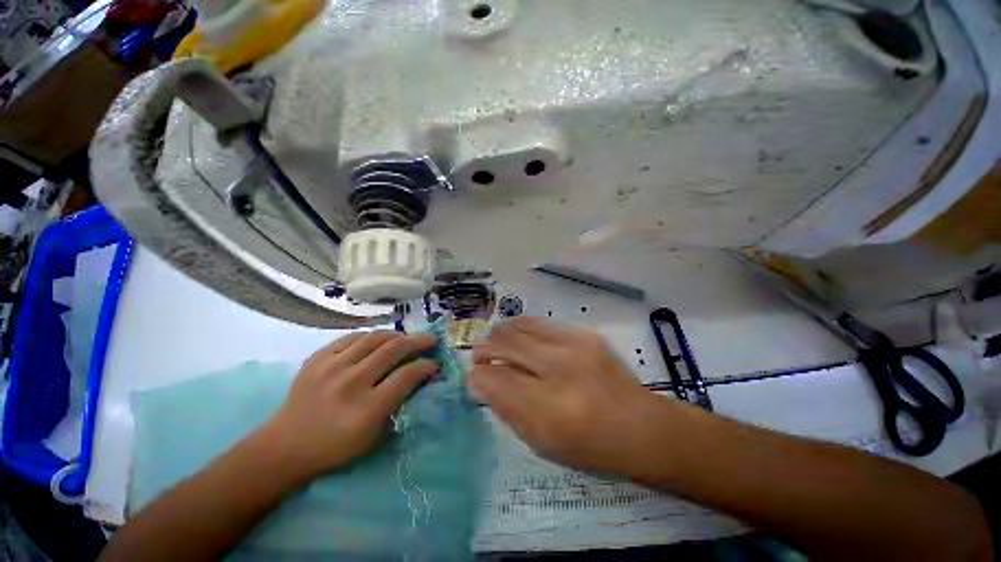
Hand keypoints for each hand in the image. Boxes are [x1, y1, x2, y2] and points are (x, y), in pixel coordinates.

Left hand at [262, 331, 438, 481]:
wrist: (285, 446)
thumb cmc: (335, 448)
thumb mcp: (374, 436)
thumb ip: (399, 404)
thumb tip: (419, 377)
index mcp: (366, 410)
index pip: (407, 375)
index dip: (426, 366)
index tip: (435, 364)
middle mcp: (350, 383)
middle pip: (393, 349)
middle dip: (418, 341)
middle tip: (430, 340)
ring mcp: (331, 367)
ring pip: (374, 337)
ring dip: (397, 335)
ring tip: (406, 338)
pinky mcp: (317, 358)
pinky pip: (352, 337)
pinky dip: (370, 337)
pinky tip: (377, 341)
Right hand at [469, 317, 669, 476]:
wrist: (642, 426)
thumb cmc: (592, 447)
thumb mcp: (542, 443)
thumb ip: (507, 411)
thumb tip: (481, 384)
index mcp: (549, 408)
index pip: (496, 380)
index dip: (478, 377)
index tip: (474, 379)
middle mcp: (560, 368)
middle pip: (505, 344)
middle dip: (484, 349)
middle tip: (479, 357)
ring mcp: (573, 344)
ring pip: (519, 327)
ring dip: (500, 334)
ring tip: (494, 343)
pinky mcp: (583, 333)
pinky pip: (539, 322)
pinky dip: (520, 327)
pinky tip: (517, 335)